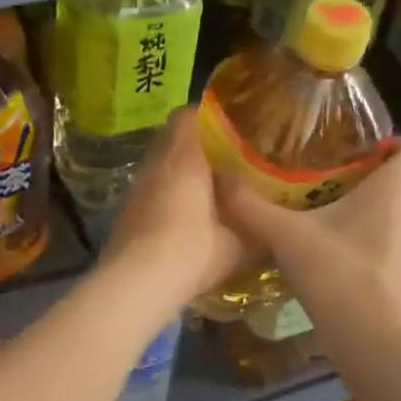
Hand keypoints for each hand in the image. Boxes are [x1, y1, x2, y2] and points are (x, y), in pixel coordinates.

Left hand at [99, 111, 255, 314]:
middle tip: (225, 161)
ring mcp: (135, 188)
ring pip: (159, 167)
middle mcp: (154, 165)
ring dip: (179, 174)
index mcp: (183, 158)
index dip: (207, 118)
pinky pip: (150, 191)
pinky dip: (165, 196)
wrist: (136, 284)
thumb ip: (256, 227)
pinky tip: (183, 217)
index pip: (187, 116)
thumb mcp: (238, 244)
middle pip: (172, 140)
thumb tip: (274, 224)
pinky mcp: (125, 212)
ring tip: (206, 190)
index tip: (230, 129)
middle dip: (196, 147)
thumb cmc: (192, 252)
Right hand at [216, 137, 400, 327]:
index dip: (393, 142)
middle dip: (388, 168)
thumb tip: (219, 177)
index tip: (355, 149)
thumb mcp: (285, 235)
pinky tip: (352, 242)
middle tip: (344, 172)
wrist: (373, 338)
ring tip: (345, 204)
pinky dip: (388, 228)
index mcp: (397, 187)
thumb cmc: (337, 273)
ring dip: (389, 199)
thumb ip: (250, 206)